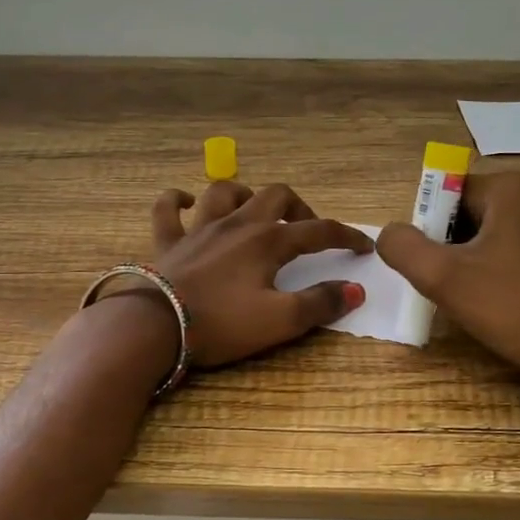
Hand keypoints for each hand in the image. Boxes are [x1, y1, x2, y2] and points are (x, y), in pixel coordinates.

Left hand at [135, 181, 372, 368]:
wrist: (155, 327)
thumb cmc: (222, 323)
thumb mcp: (280, 321)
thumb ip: (320, 303)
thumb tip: (355, 289)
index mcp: (268, 241)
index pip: (318, 231)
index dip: (345, 236)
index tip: (363, 246)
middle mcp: (237, 224)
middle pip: (275, 196)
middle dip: (299, 207)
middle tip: (306, 230)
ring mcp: (199, 229)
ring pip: (225, 192)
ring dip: (245, 196)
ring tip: (254, 212)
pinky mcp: (168, 242)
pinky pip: (167, 209)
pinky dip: (177, 201)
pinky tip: (186, 203)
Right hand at [378, 171, 519, 403]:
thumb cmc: (513, 307)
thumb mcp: (443, 278)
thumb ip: (403, 247)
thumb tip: (389, 233)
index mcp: (509, 187)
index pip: (444, 191)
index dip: (426, 227)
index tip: (431, 264)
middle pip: (466, 210)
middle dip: (447, 244)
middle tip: (447, 283)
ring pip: (488, 231)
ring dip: (468, 258)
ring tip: (470, 294)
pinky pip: (511, 246)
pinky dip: (494, 266)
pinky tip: (495, 298)